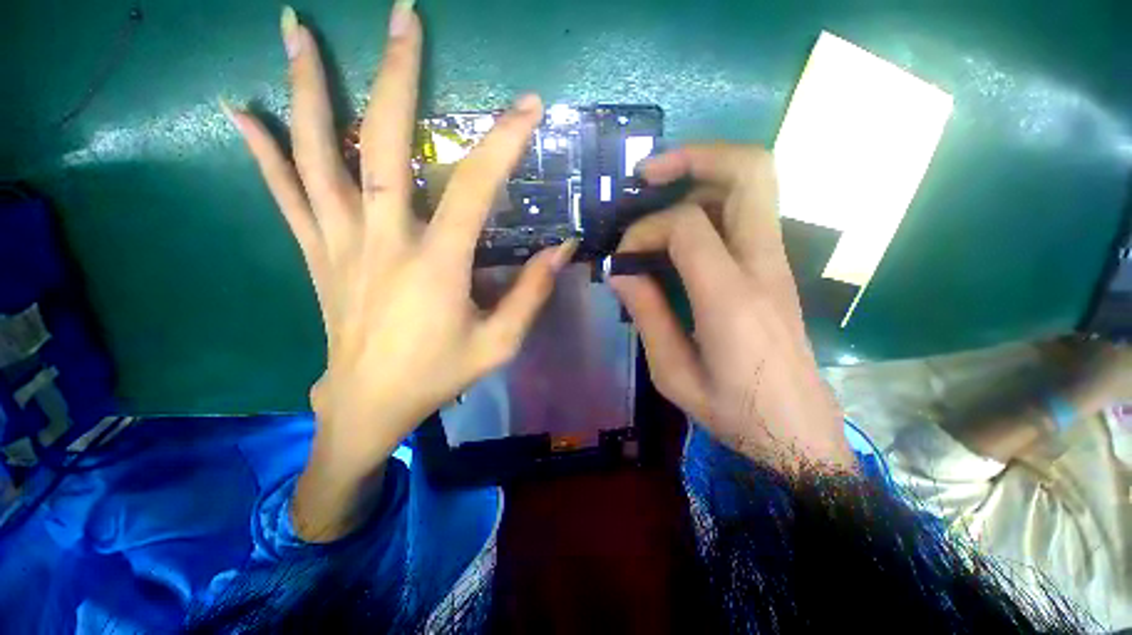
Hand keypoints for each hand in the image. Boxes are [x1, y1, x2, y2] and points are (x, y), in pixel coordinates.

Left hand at [222, 3, 573, 538]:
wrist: (369, 406)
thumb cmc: (438, 376)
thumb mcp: (500, 344)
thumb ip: (532, 294)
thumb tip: (563, 250)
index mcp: (436, 267)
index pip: (475, 188)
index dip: (504, 143)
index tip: (529, 107)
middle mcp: (383, 242)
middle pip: (383, 145)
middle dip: (396, 76)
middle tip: (401, 16)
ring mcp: (339, 244)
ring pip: (316, 156)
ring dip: (308, 88)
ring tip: (294, 28)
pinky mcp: (316, 256)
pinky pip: (284, 195)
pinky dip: (262, 150)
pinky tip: (241, 111)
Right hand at [610, 144, 853, 470]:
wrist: (799, 433)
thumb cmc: (735, 413)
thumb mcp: (674, 374)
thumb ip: (647, 315)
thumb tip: (622, 272)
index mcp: (732, 298)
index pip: (687, 226)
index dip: (645, 229)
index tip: (623, 255)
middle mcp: (763, 266)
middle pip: (750, 171)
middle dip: (695, 156)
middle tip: (647, 174)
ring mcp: (777, 263)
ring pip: (754, 183)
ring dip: (703, 173)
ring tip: (658, 189)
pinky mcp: (776, 270)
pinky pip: (747, 212)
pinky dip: (711, 199)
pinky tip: (680, 223)